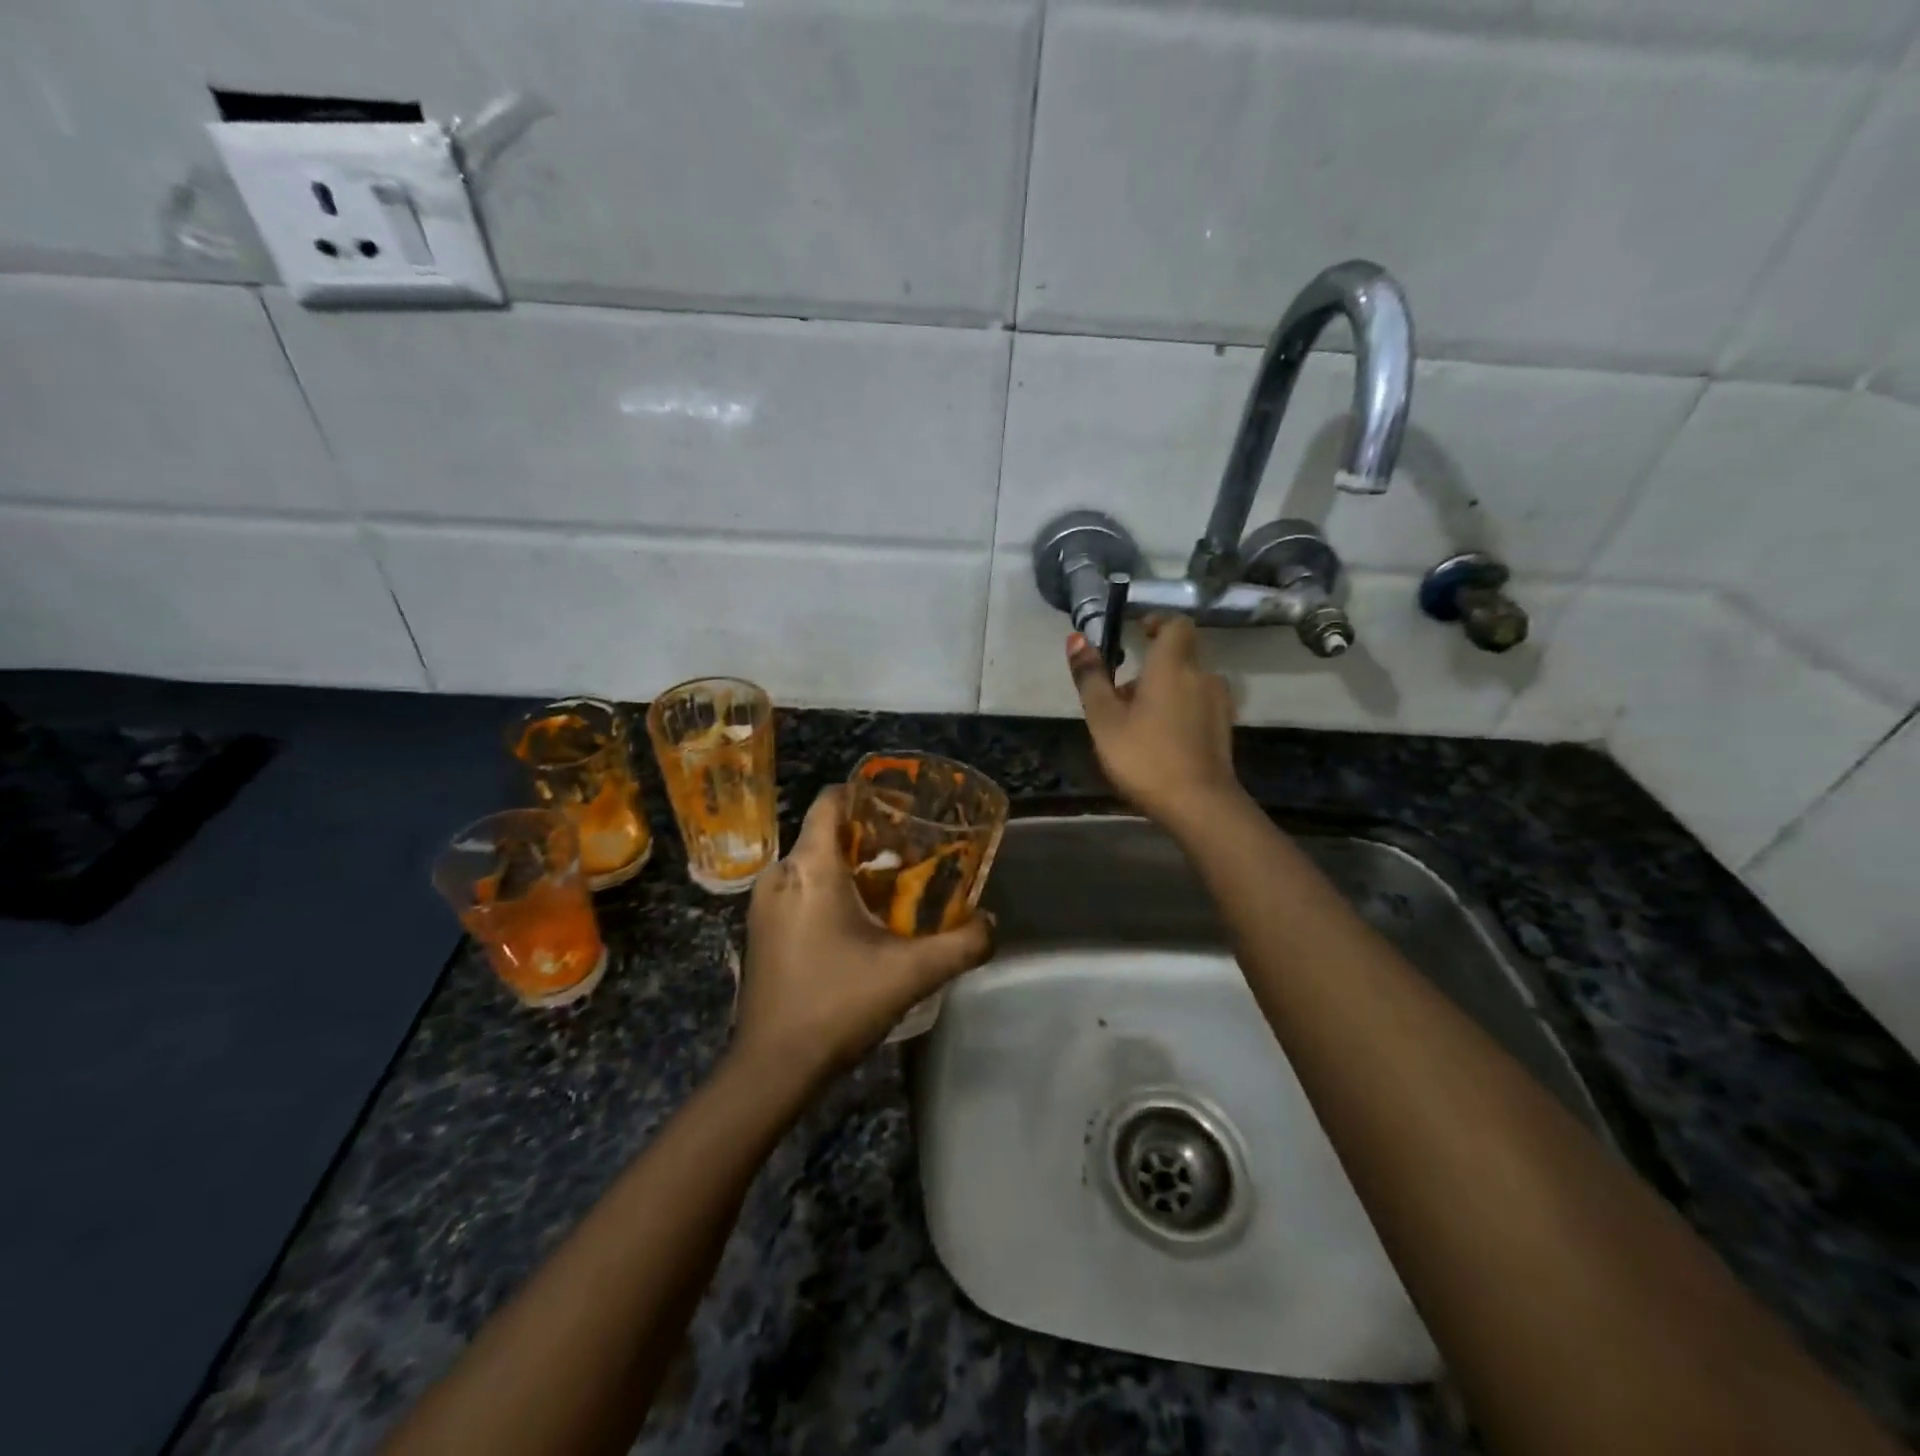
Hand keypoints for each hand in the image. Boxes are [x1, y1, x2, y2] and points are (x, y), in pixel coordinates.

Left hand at [734, 786, 993, 1082]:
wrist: (772, 1067)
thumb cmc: (837, 1004)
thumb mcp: (911, 973)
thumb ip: (961, 944)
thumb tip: (991, 923)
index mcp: (810, 867)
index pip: (830, 801)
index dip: (865, 794)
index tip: (902, 808)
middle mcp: (779, 874)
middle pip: (825, 834)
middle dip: (868, 838)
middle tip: (911, 855)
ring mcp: (764, 904)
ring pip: (812, 864)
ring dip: (850, 869)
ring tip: (891, 890)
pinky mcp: (761, 930)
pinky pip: (798, 890)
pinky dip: (828, 892)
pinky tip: (858, 923)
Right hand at [1067, 616, 1243, 827]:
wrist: (1200, 805)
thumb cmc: (1145, 756)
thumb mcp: (1105, 719)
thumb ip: (1091, 678)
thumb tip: (1076, 638)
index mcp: (1173, 665)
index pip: (1176, 624)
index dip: (1157, 622)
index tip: (1137, 632)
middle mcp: (1202, 675)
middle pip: (1179, 657)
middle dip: (1152, 666)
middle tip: (1121, 694)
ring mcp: (1218, 704)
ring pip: (1188, 683)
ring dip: (1165, 691)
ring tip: (1137, 721)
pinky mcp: (1224, 729)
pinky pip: (1198, 705)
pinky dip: (1179, 711)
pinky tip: (1160, 739)